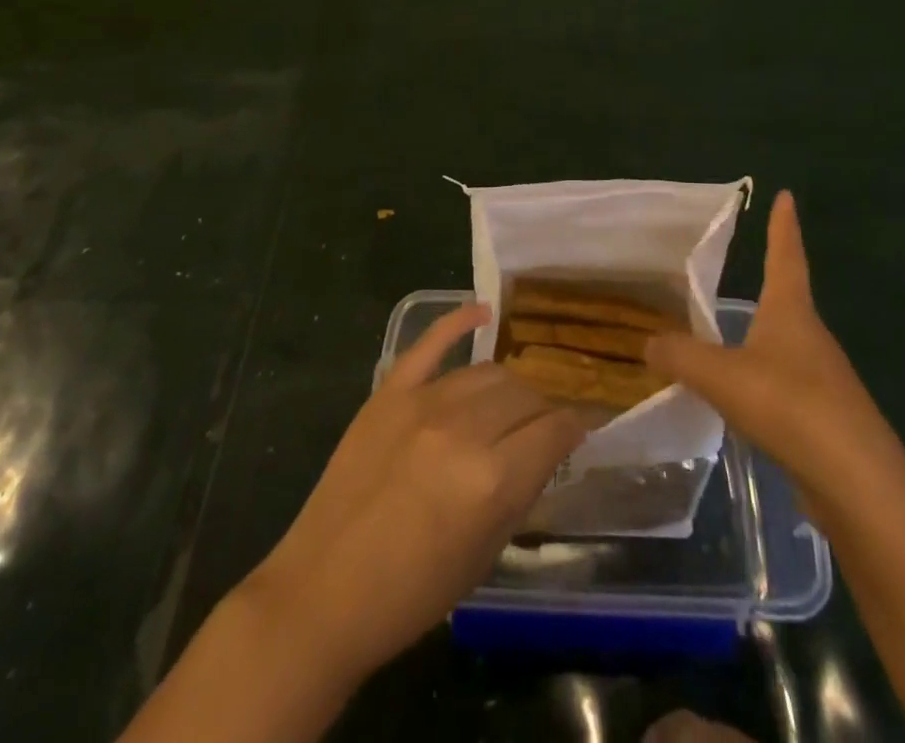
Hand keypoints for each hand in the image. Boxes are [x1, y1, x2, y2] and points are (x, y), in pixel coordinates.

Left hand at [242, 304, 586, 679]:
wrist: (323, 590)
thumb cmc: (412, 592)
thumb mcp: (484, 555)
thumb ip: (520, 493)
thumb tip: (547, 450)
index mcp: (492, 479)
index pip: (554, 431)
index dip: (575, 428)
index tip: (581, 429)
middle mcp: (463, 429)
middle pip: (523, 395)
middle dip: (542, 409)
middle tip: (542, 427)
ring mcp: (422, 402)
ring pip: (487, 371)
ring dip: (509, 386)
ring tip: (511, 403)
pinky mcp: (389, 391)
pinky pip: (430, 341)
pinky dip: (459, 320)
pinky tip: (482, 312)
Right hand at [646, 191, 904, 513]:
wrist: (860, 488)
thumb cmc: (792, 408)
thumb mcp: (722, 376)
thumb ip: (680, 356)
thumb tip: (647, 343)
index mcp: (792, 313)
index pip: (786, 255)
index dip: (783, 226)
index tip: (786, 196)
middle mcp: (811, 338)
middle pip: (786, 300)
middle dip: (767, 283)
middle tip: (740, 269)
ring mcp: (822, 380)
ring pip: (782, 347)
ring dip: (757, 338)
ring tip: (723, 339)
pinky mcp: (823, 419)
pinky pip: (783, 386)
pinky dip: (758, 382)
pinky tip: (737, 400)